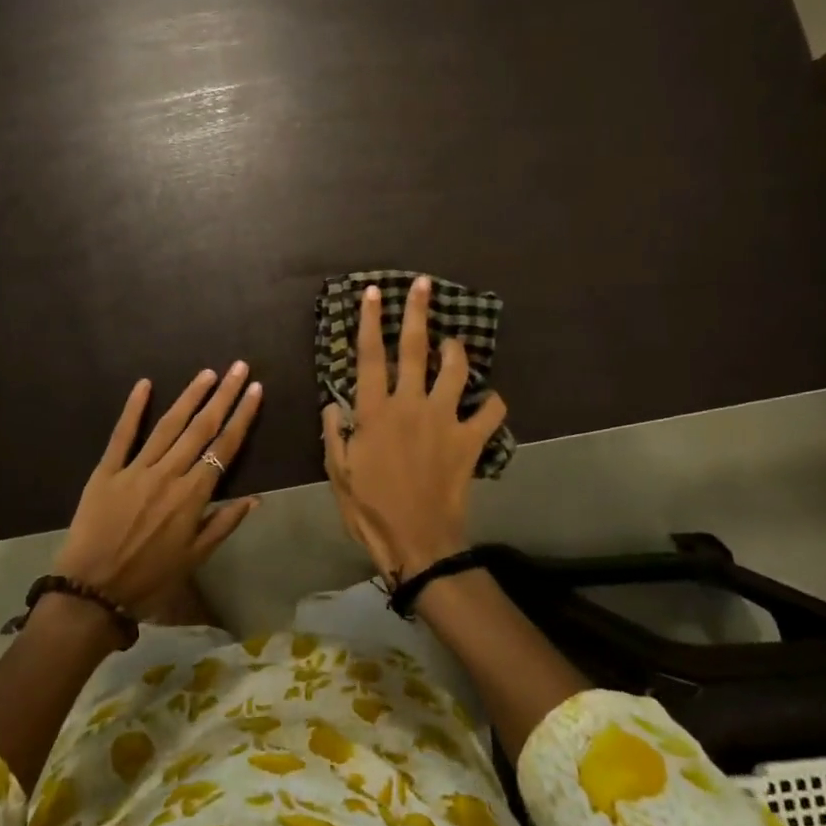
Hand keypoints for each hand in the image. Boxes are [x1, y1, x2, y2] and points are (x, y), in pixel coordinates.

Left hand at [55, 363, 262, 611]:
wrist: (92, 592)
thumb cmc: (149, 579)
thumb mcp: (194, 559)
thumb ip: (224, 524)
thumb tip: (256, 498)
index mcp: (192, 496)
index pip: (224, 448)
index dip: (242, 417)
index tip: (255, 390)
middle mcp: (168, 474)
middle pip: (201, 428)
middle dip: (223, 395)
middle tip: (239, 367)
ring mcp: (136, 469)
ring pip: (168, 425)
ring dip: (190, 396)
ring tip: (207, 373)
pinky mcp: (107, 471)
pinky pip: (122, 435)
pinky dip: (133, 408)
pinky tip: (145, 384)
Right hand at [322, 277, 505, 579]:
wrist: (417, 540)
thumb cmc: (370, 507)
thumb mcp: (338, 471)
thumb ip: (334, 432)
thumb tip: (334, 403)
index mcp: (375, 411)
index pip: (370, 356)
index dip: (371, 321)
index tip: (374, 292)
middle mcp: (411, 405)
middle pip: (415, 349)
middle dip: (418, 312)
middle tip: (422, 284)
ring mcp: (444, 420)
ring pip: (456, 370)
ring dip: (456, 351)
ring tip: (453, 342)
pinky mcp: (469, 440)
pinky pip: (490, 412)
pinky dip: (492, 403)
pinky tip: (488, 400)